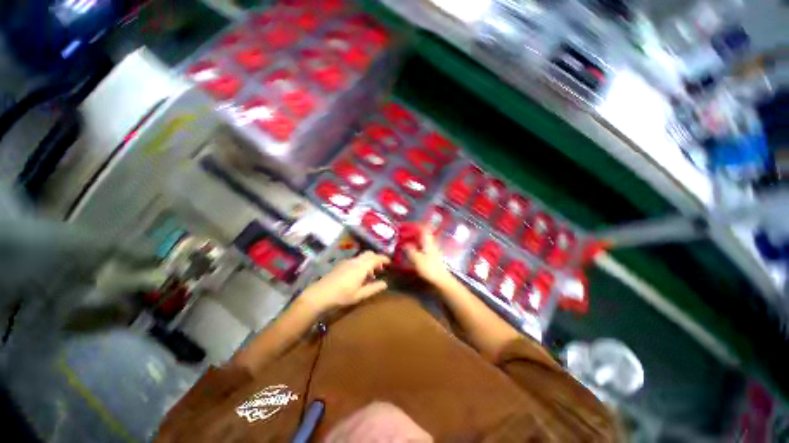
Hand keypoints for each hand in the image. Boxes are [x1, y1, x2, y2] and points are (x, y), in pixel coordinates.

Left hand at [301, 251, 389, 312]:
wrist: (320, 294)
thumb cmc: (342, 296)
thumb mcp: (360, 295)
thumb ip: (373, 288)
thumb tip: (385, 283)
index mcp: (361, 267)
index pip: (376, 258)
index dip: (384, 259)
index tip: (390, 263)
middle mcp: (355, 261)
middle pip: (369, 254)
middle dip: (377, 258)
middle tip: (381, 268)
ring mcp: (347, 262)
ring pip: (362, 257)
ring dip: (369, 261)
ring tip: (371, 274)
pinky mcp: (341, 264)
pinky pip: (355, 260)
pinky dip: (361, 263)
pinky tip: (359, 275)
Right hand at [405, 226, 453, 286]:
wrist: (442, 281)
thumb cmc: (430, 269)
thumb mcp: (417, 259)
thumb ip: (410, 251)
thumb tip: (405, 244)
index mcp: (428, 242)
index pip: (424, 229)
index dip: (417, 225)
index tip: (409, 224)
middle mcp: (431, 245)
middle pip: (424, 236)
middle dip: (415, 234)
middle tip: (405, 235)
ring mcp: (433, 252)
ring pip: (423, 243)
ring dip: (415, 242)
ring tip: (406, 243)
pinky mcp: (433, 259)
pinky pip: (424, 250)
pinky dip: (417, 249)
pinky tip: (412, 253)